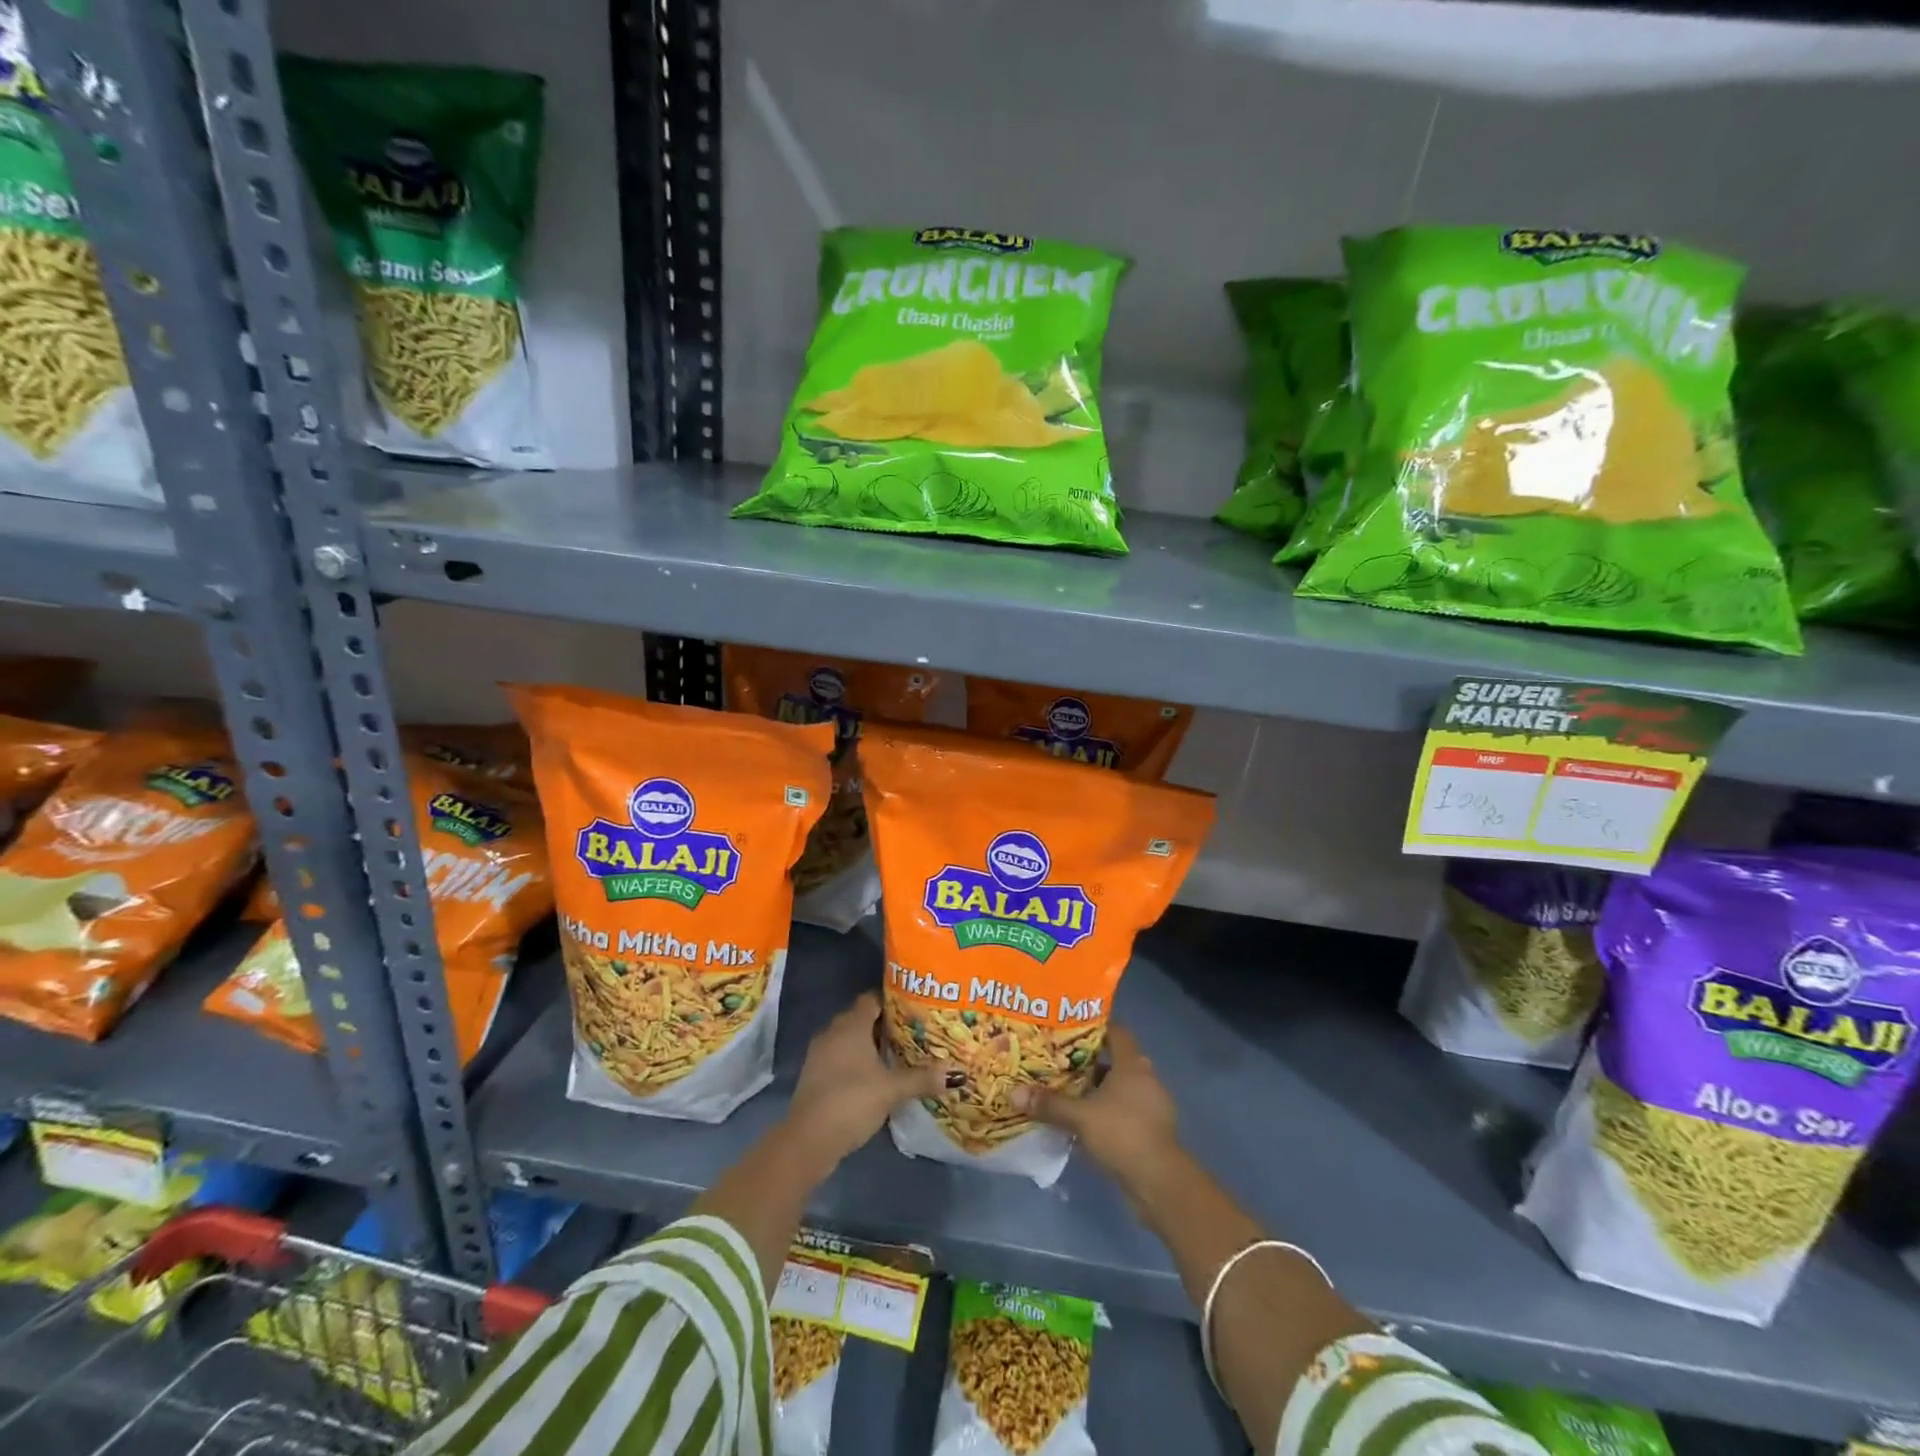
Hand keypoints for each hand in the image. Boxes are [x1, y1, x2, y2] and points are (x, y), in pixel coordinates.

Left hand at [785, 991, 958, 1169]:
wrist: (808, 1139)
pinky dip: (857, 1061)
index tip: (915, 1007)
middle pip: (862, 1018)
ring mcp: (820, 1054)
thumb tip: (956, 1074)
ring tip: (898, 1053)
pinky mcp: (815, 1075)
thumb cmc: (852, 1100)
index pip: (872, 999)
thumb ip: (922, 1078)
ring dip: (870, 1044)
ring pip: (850, 1039)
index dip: (892, 1000)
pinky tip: (875, 1075)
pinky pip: (840, 1056)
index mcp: (851, 1025)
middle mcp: (833, 1032)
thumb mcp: (891, 1090)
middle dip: (885, 1024)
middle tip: (913, 1031)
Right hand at [1012, 1026, 1178, 1188]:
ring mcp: (1152, 1105)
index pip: (1116, 1031)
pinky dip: (1107, 1113)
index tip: (1070, 1030)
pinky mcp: (1153, 1130)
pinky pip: (1125, 1111)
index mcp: (1132, 1064)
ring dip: (1097, 1090)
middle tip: (1060, 1062)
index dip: (1095, 1027)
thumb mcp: (1080, 1117)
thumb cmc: (1122, 1134)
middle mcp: (1145, 1078)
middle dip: (1089, 1062)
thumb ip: (1049, 1104)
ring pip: (1120, 1088)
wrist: (1160, 1182)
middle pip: (1115, 1060)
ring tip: (1068, 1093)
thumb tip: (1014, 1093)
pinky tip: (1086, 1124)